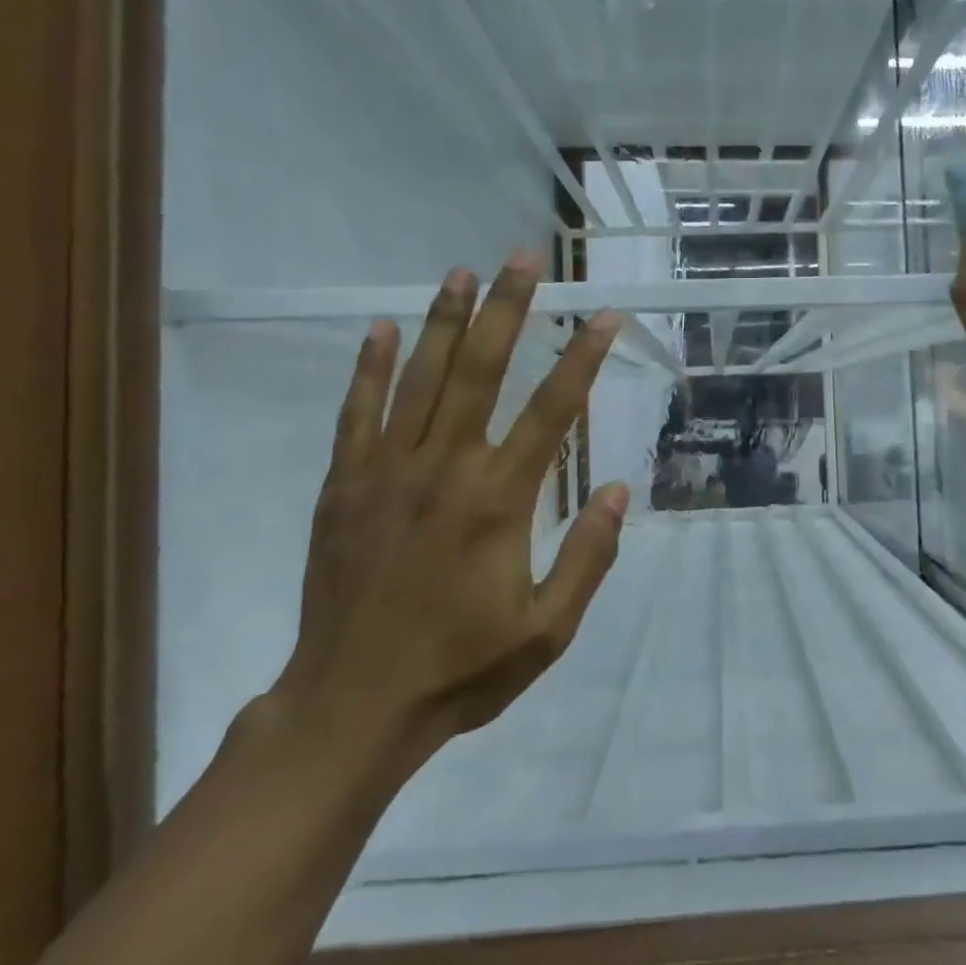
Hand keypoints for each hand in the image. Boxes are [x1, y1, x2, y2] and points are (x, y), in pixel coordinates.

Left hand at [271, 252, 628, 770]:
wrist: (351, 706)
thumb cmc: (461, 669)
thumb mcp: (548, 630)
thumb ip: (588, 556)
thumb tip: (621, 490)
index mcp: (499, 502)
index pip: (552, 411)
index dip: (583, 359)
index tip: (605, 316)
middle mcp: (445, 470)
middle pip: (480, 371)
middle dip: (507, 309)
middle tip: (524, 258)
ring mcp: (387, 473)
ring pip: (420, 379)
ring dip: (443, 320)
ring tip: (462, 272)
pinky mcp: (345, 486)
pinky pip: (358, 414)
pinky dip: (369, 368)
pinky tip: (380, 329)